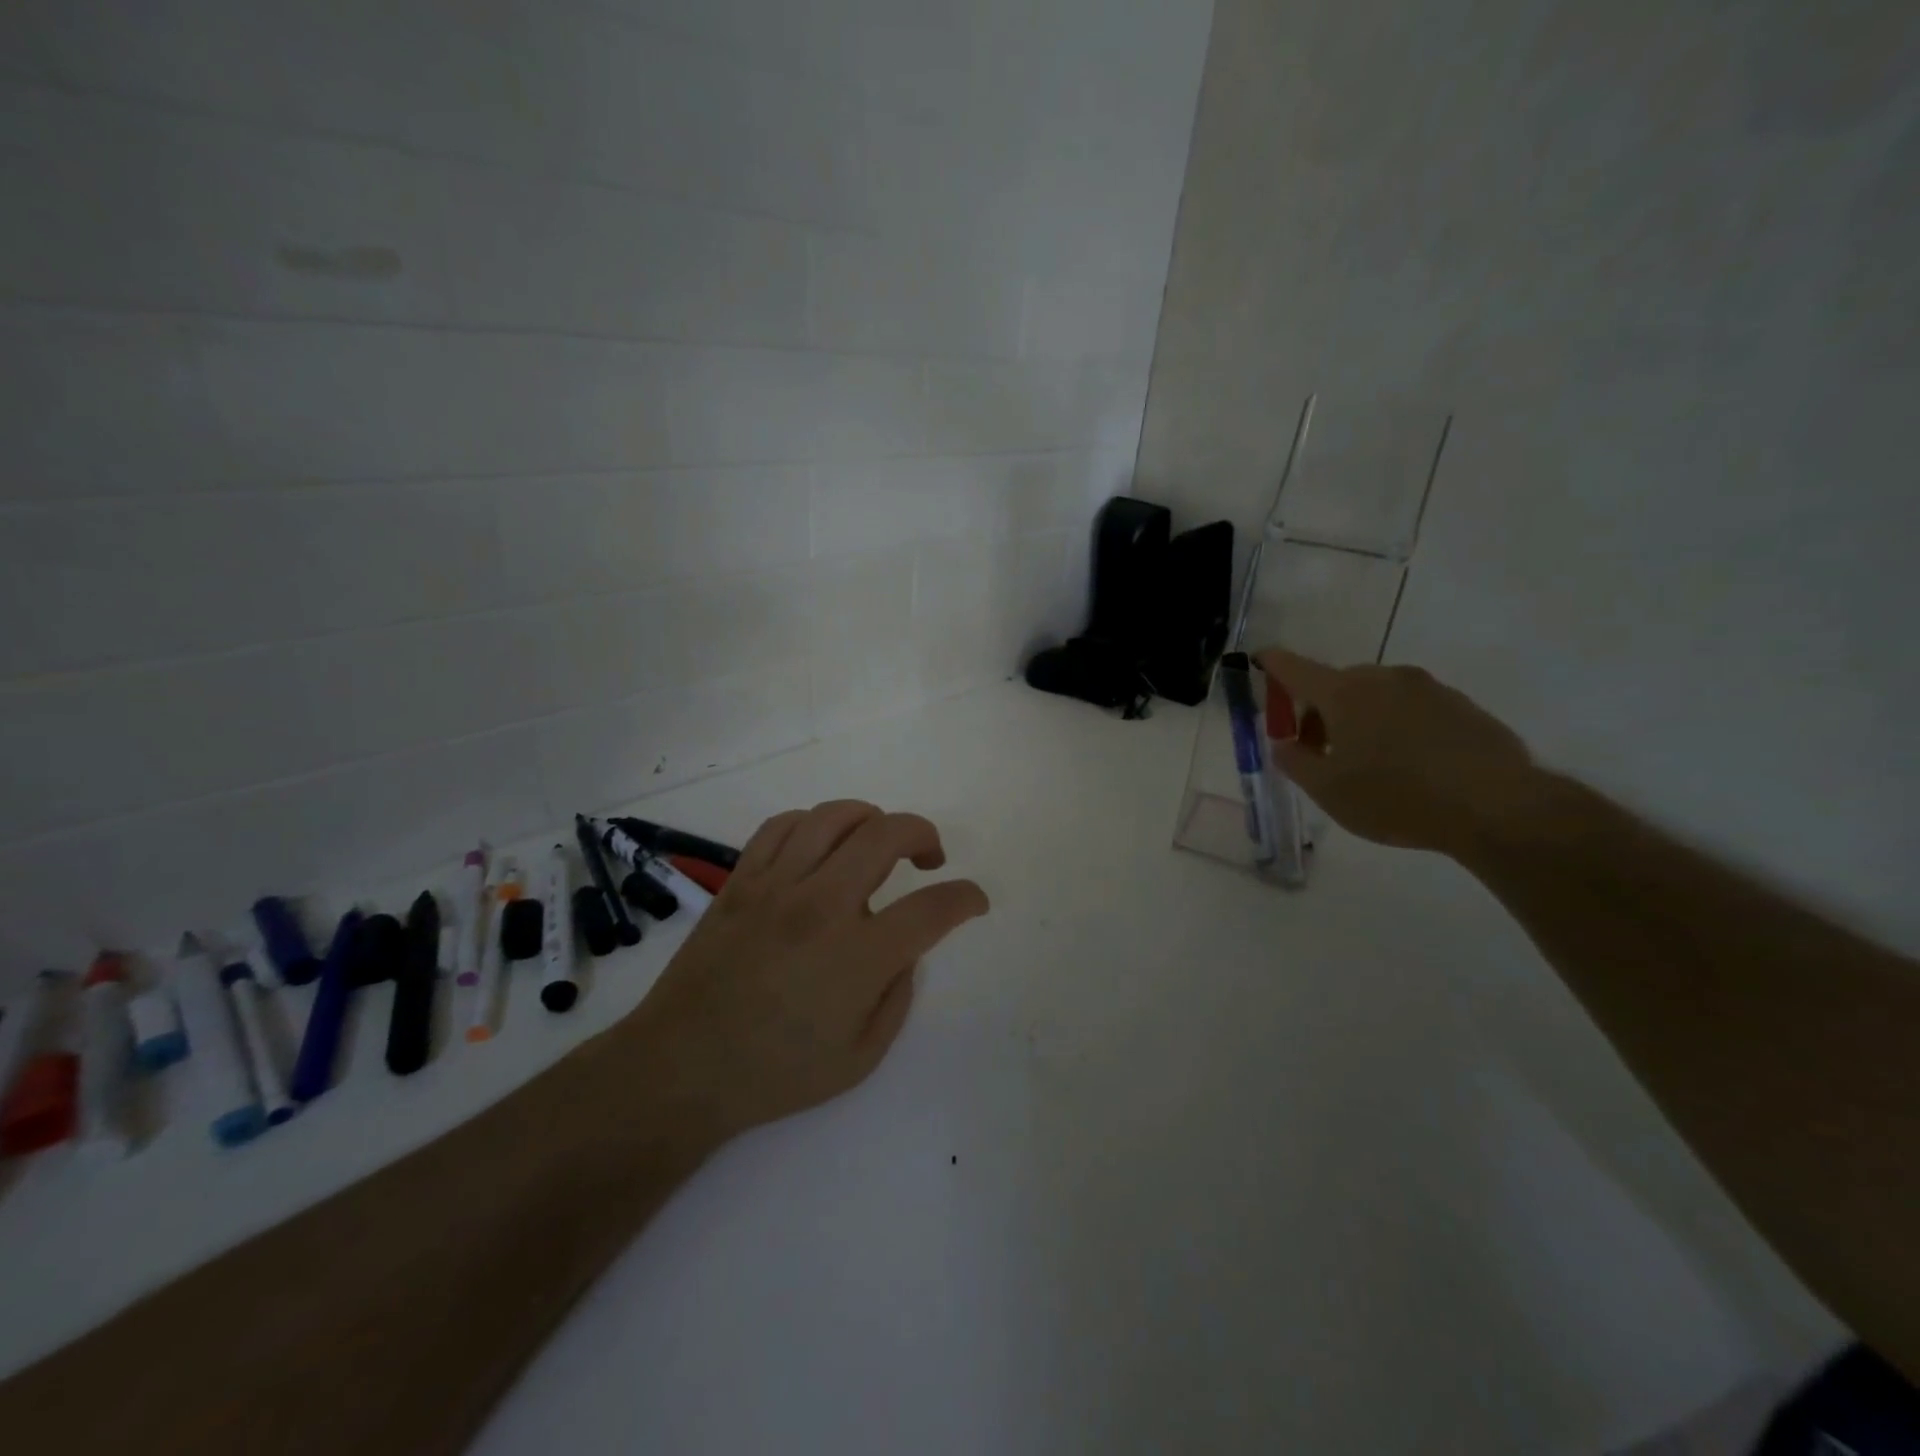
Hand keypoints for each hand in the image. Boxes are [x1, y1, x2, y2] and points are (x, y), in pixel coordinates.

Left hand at [621, 801, 989, 1145]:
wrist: (681, 1068)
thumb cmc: (775, 1073)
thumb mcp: (860, 1057)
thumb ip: (897, 996)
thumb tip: (903, 950)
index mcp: (858, 956)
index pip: (933, 908)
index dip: (966, 898)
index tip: (974, 900)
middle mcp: (821, 905)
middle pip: (887, 835)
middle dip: (924, 835)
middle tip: (930, 859)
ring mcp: (776, 885)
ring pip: (835, 817)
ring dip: (871, 819)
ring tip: (878, 842)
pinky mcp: (741, 880)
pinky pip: (783, 826)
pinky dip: (814, 824)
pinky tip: (822, 846)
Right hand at [1254, 648, 1539, 855]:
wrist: (1496, 806)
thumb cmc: (1395, 797)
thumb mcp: (1327, 791)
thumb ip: (1294, 761)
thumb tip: (1284, 744)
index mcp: (1344, 693)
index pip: (1295, 668)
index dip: (1273, 663)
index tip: (1260, 658)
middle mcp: (1384, 679)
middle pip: (1337, 685)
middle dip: (1319, 712)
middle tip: (1318, 752)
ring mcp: (1428, 688)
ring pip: (1376, 696)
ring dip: (1359, 720)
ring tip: (1368, 765)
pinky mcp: (1461, 706)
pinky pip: (1412, 709)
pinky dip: (1397, 727)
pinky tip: (1409, 767)